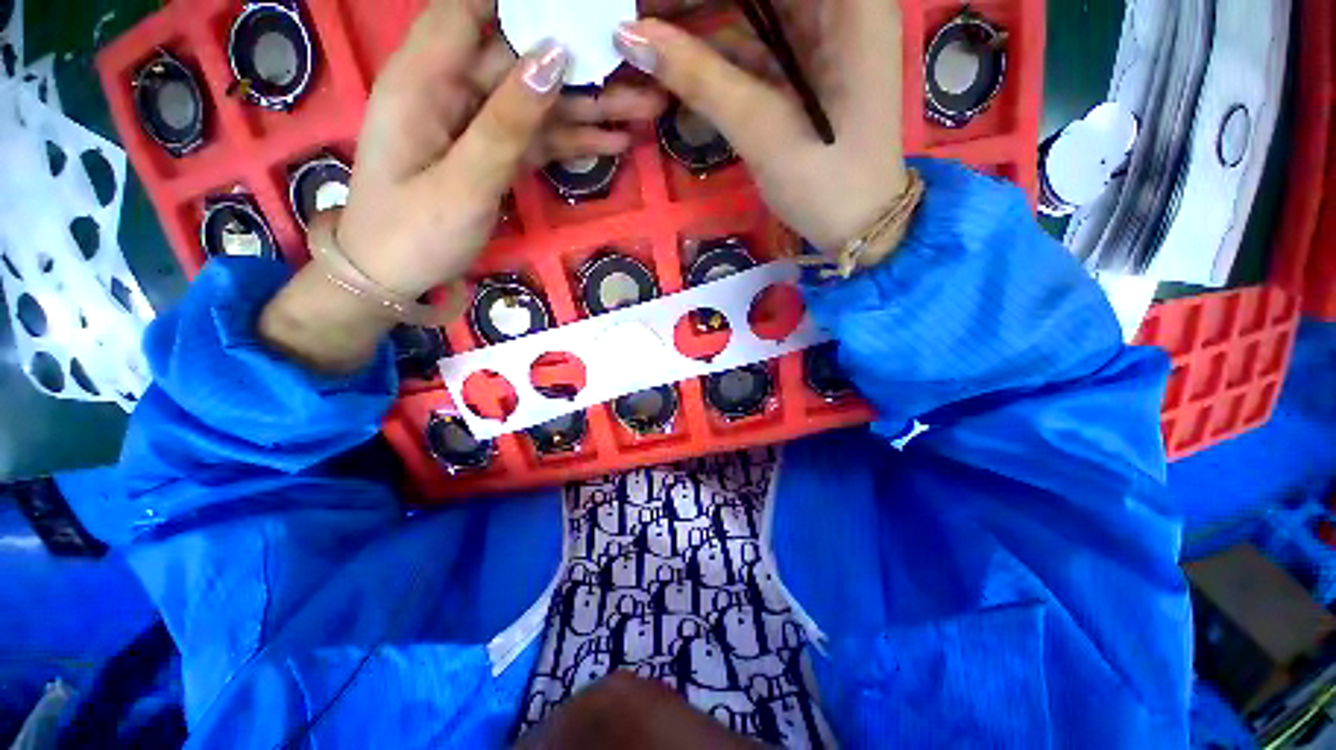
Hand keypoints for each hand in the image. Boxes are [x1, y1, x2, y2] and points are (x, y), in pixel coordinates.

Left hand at [338, 0, 661, 299]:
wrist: (395, 281)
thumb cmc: (415, 234)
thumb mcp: (463, 182)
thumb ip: (507, 122)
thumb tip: (553, 57)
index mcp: (424, 81)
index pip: (471, 11)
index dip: (524, 4)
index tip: (581, 8)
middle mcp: (450, 92)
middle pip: (521, 60)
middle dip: (581, 63)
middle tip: (641, 71)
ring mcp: (476, 126)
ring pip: (539, 103)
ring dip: (591, 107)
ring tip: (645, 107)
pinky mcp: (494, 157)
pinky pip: (539, 140)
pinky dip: (575, 142)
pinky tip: (615, 141)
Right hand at [615, 0, 908, 252]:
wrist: (858, 228)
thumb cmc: (826, 185)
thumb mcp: (764, 131)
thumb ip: (701, 79)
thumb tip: (632, 37)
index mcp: (850, 3)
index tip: (651, 8)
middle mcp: (840, 6)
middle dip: (693, 4)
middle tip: (641, 20)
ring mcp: (822, 36)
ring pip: (751, 10)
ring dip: (698, 21)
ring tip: (647, 38)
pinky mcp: (804, 67)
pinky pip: (754, 43)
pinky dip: (715, 53)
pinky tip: (678, 60)